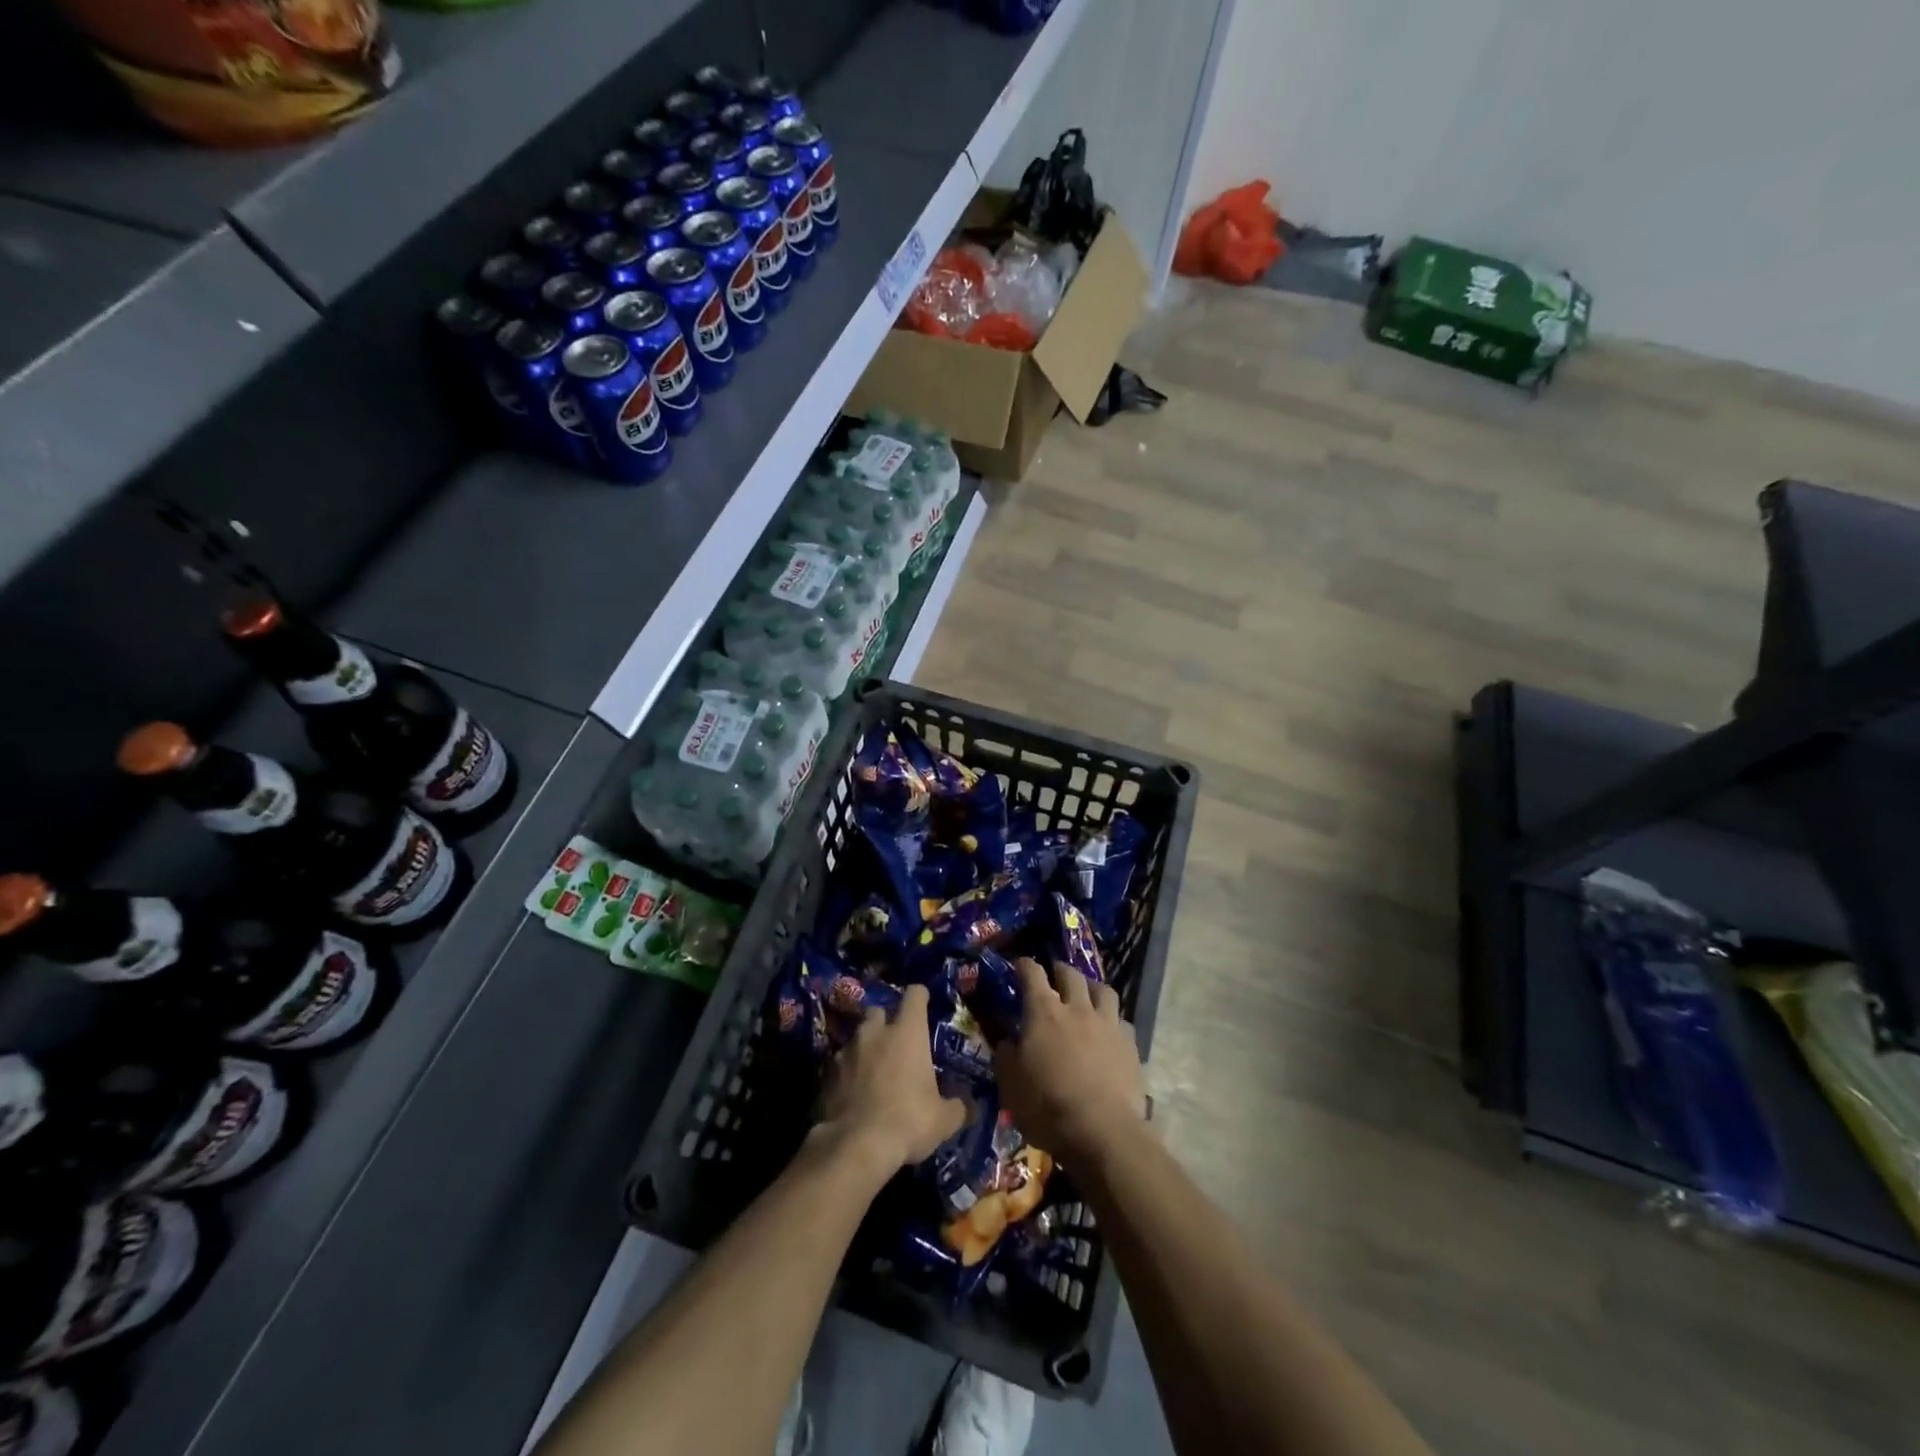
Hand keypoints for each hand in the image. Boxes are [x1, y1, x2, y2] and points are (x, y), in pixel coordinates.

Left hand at [817, 983, 965, 1177]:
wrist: (855, 1146)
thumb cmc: (908, 1121)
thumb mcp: (943, 1120)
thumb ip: (957, 1107)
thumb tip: (968, 1106)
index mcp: (907, 1033)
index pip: (915, 995)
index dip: (920, 997)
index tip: (924, 1003)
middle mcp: (875, 1032)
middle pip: (878, 1011)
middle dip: (886, 1022)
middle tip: (895, 1042)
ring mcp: (847, 1051)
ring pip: (857, 1037)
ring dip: (865, 1048)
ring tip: (872, 1069)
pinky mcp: (827, 1074)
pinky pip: (839, 1064)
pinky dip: (847, 1073)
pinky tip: (853, 1092)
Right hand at [995, 959, 1145, 1167]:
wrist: (1102, 1132)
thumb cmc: (1047, 1107)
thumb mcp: (1010, 1085)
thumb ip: (1006, 1055)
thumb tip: (1007, 1040)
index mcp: (1044, 1013)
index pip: (1032, 974)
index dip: (1024, 965)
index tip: (1020, 964)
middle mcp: (1077, 1009)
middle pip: (1071, 975)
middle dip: (1060, 970)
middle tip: (1054, 975)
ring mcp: (1108, 1025)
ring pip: (1103, 990)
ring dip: (1091, 988)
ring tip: (1087, 994)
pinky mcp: (1130, 1045)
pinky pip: (1121, 1021)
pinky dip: (1112, 1021)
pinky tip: (1109, 1032)